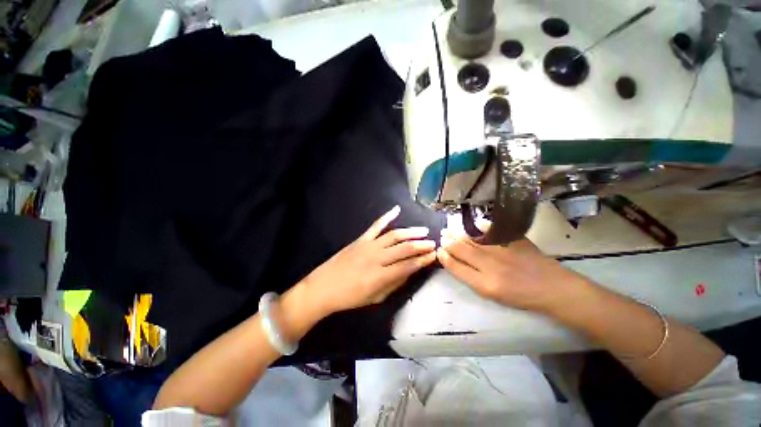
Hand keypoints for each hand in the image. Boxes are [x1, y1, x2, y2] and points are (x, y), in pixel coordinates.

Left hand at [302, 205, 436, 314]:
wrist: (323, 287)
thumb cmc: (350, 297)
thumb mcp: (376, 297)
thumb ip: (394, 284)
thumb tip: (410, 271)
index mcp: (381, 276)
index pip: (408, 265)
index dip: (423, 260)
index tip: (434, 254)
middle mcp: (377, 258)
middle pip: (404, 248)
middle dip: (421, 245)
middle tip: (433, 243)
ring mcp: (368, 245)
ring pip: (394, 235)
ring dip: (410, 232)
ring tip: (423, 231)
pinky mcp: (361, 239)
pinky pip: (376, 225)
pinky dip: (386, 216)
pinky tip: (396, 210)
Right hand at [436, 234, 590, 312]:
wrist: (553, 288)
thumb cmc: (520, 296)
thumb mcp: (492, 294)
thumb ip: (472, 277)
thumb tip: (456, 261)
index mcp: (485, 284)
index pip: (457, 268)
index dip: (445, 259)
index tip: (439, 251)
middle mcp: (491, 266)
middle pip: (462, 250)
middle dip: (449, 242)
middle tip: (442, 236)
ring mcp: (503, 251)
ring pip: (474, 240)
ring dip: (459, 234)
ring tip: (450, 230)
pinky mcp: (515, 242)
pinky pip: (494, 230)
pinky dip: (483, 225)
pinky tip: (476, 223)